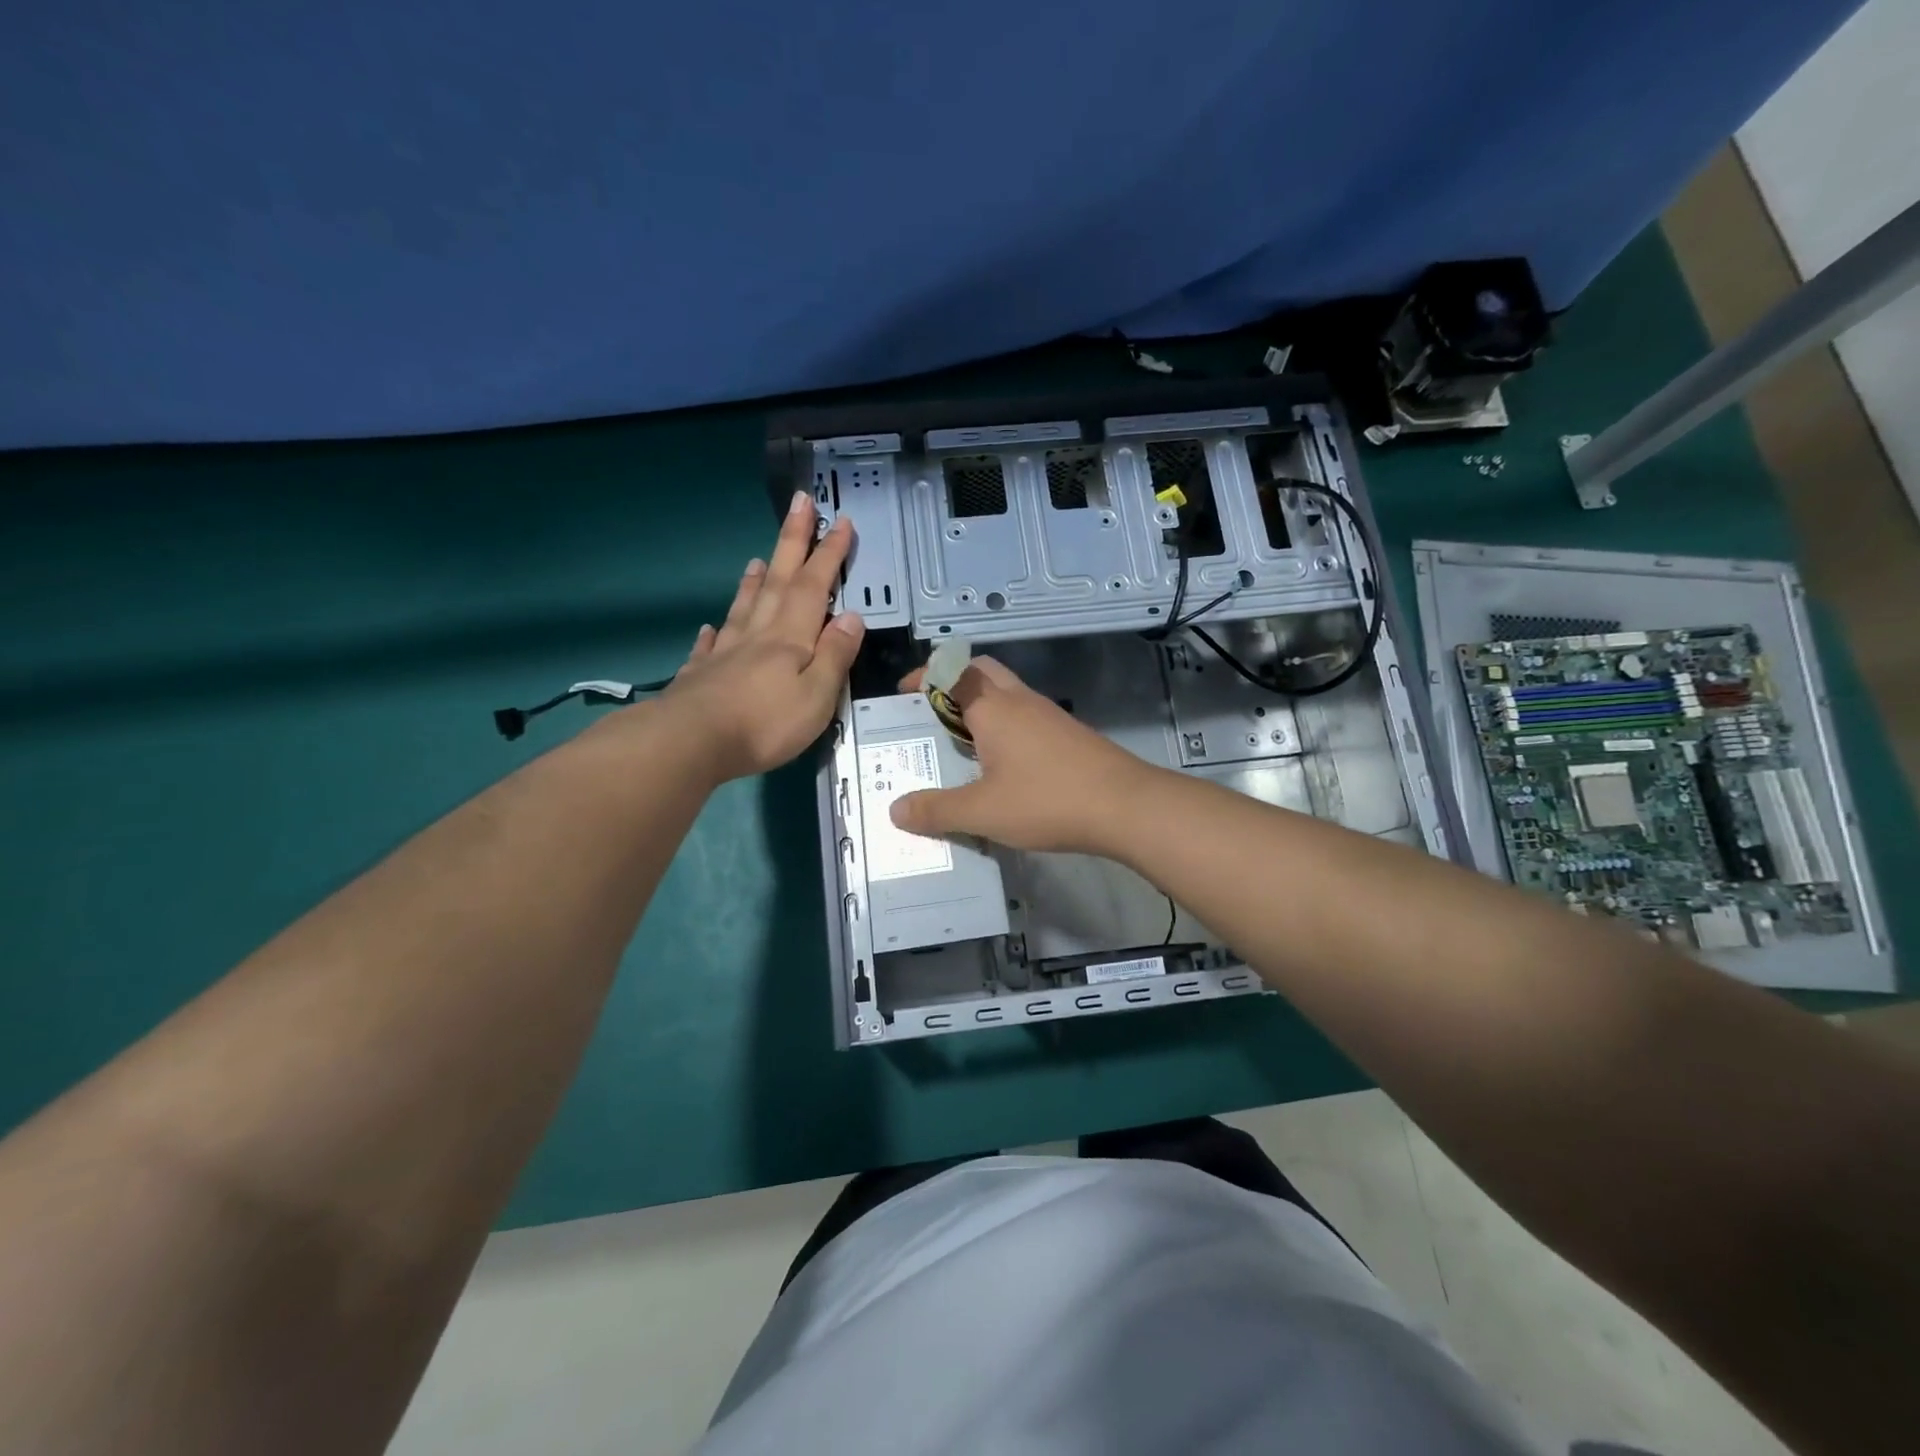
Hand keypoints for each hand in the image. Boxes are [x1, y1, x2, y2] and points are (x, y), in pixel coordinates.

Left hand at [643, 491, 865, 781]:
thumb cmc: (764, 723)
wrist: (690, 743)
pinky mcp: (701, 676)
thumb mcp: (817, 696)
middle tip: (799, 504)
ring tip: (757, 560)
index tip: (839, 521)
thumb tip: (851, 617)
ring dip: (754, 582)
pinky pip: (710, 646)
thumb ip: (835, 656)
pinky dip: (715, 633)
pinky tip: (711, 627)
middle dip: (791, 543)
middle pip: (777, 582)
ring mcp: (725, 654)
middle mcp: (757, 636)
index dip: (828, 554)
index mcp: (790, 638)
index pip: (813, 587)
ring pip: (743, 608)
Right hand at [889, 656, 1154, 853]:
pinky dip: (1005, 725)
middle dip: (952, 682)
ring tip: (960, 743)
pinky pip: (1026, 716)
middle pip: (981, 671)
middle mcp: (1020, 700)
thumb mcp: (982, 812)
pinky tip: (1002, 764)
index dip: (924, 676)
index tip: (903, 692)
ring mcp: (1049, 715)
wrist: (1125, 806)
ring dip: (980, 705)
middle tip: (931, 713)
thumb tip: (896, 810)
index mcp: (993, 708)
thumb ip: (937, 811)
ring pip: (1006, 693)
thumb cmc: (1047, 801)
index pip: (951, 672)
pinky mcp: (1068, 734)